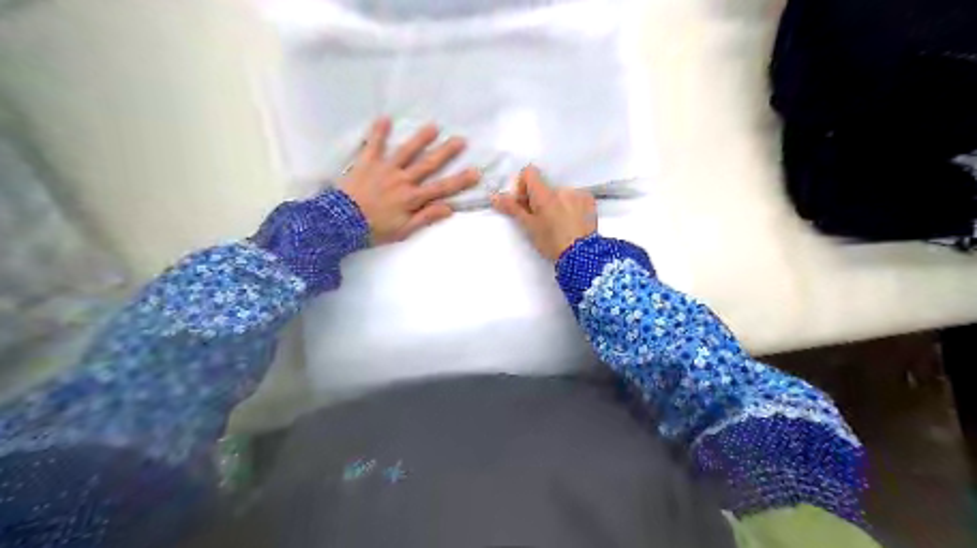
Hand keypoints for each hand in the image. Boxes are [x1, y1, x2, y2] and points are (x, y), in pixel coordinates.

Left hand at [342, 117, 480, 244]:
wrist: (340, 222)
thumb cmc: (374, 230)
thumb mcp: (403, 231)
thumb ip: (426, 218)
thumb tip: (449, 208)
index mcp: (412, 198)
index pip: (441, 188)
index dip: (460, 181)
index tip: (476, 172)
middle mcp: (403, 180)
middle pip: (428, 164)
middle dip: (446, 152)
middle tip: (461, 140)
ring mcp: (385, 169)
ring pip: (406, 151)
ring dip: (420, 138)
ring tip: (433, 127)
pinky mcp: (367, 162)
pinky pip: (373, 144)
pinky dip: (378, 132)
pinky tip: (385, 118)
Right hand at [493, 166, 599, 261]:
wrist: (581, 255)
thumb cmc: (551, 242)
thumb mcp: (529, 227)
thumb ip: (512, 208)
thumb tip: (494, 196)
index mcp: (544, 193)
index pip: (529, 172)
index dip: (523, 185)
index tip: (523, 202)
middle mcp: (561, 188)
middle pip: (545, 186)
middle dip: (540, 199)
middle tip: (541, 219)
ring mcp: (578, 193)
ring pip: (560, 192)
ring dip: (556, 203)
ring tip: (559, 224)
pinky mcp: (590, 200)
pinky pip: (576, 196)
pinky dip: (571, 205)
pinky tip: (572, 221)